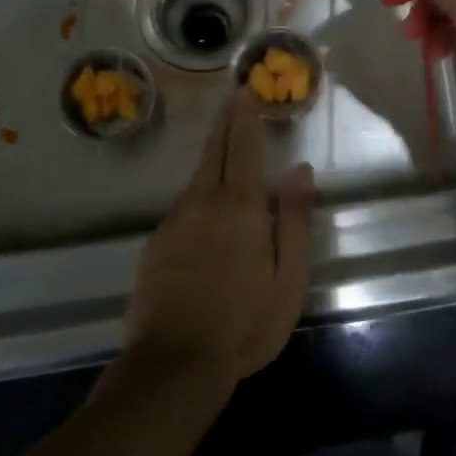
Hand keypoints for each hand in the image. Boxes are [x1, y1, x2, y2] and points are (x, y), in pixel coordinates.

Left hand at [122, 94, 314, 393]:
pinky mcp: (154, 246)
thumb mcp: (288, 278)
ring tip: (220, 146)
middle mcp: (203, 203)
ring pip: (195, 180)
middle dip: (223, 124)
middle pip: (213, 153)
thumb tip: (300, 170)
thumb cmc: (245, 324)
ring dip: (209, 158)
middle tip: (229, 99)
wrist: (175, 363)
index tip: (243, 92)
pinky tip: (201, 213)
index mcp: (240, 208)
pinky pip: (181, 210)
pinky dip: (195, 198)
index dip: (244, 119)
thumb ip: (294, 220)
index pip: (242, 149)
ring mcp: (173, 223)